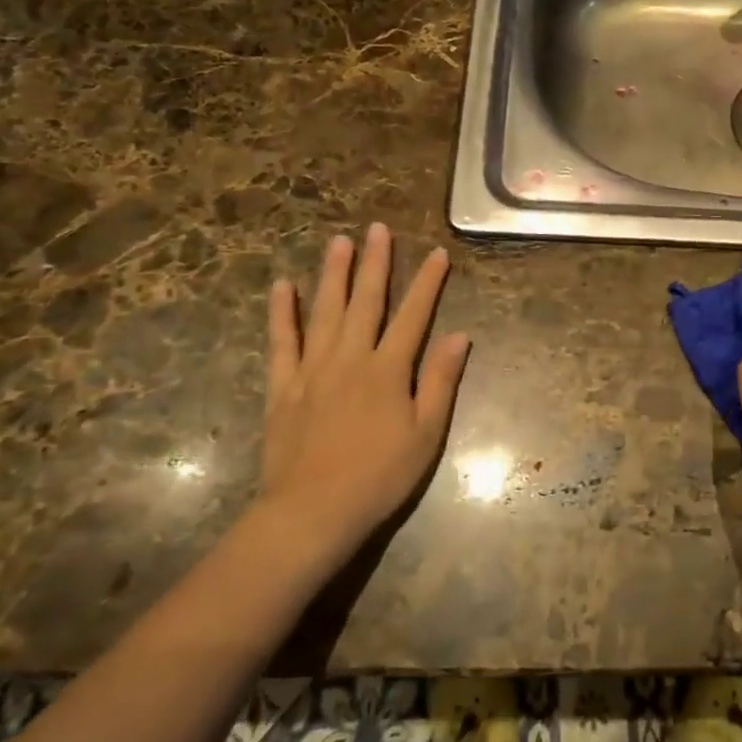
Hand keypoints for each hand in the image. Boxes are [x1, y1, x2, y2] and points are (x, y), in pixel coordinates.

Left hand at [261, 223, 470, 554]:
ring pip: (324, 311)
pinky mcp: (283, 386)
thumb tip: (458, 335)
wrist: (312, 512)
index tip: (436, 253)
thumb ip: (440, 381)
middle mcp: (350, 358)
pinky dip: (282, 313)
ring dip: (332, 274)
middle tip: (376, 228)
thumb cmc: (379, 476)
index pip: (413, 315)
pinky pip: (282, 341)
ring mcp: (312, 369)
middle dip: (374, 263)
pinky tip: (283, 286)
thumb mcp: (426, 433)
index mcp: (388, 370)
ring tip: (338, 241)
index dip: (427, 282)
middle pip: (366, 301)